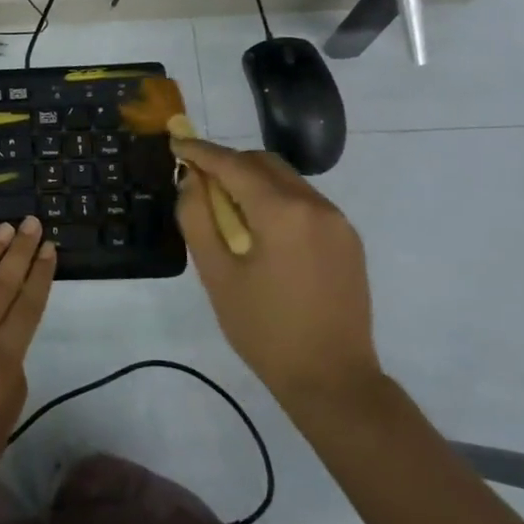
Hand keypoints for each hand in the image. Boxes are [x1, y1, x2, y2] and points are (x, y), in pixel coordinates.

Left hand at [0, 218, 56, 517]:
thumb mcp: (0, 427)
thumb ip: (8, 381)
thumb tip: (4, 348)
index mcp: (2, 371)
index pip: (25, 310)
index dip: (38, 276)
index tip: (48, 250)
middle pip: (0, 287)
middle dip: (18, 252)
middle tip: (30, 223)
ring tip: (2, 228)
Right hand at [173, 138, 381, 412]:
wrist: (333, 381)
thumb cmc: (265, 330)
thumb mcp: (216, 274)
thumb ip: (197, 218)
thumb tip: (191, 179)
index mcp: (282, 212)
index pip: (233, 164)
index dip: (201, 151)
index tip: (176, 142)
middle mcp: (315, 205)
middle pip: (263, 163)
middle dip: (227, 163)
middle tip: (198, 181)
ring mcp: (338, 221)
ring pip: (286, 179)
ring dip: (253, 180)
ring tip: (227, 209)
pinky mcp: (348, 239)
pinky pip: (304, 201)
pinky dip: (276, 199)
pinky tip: (261, 229)